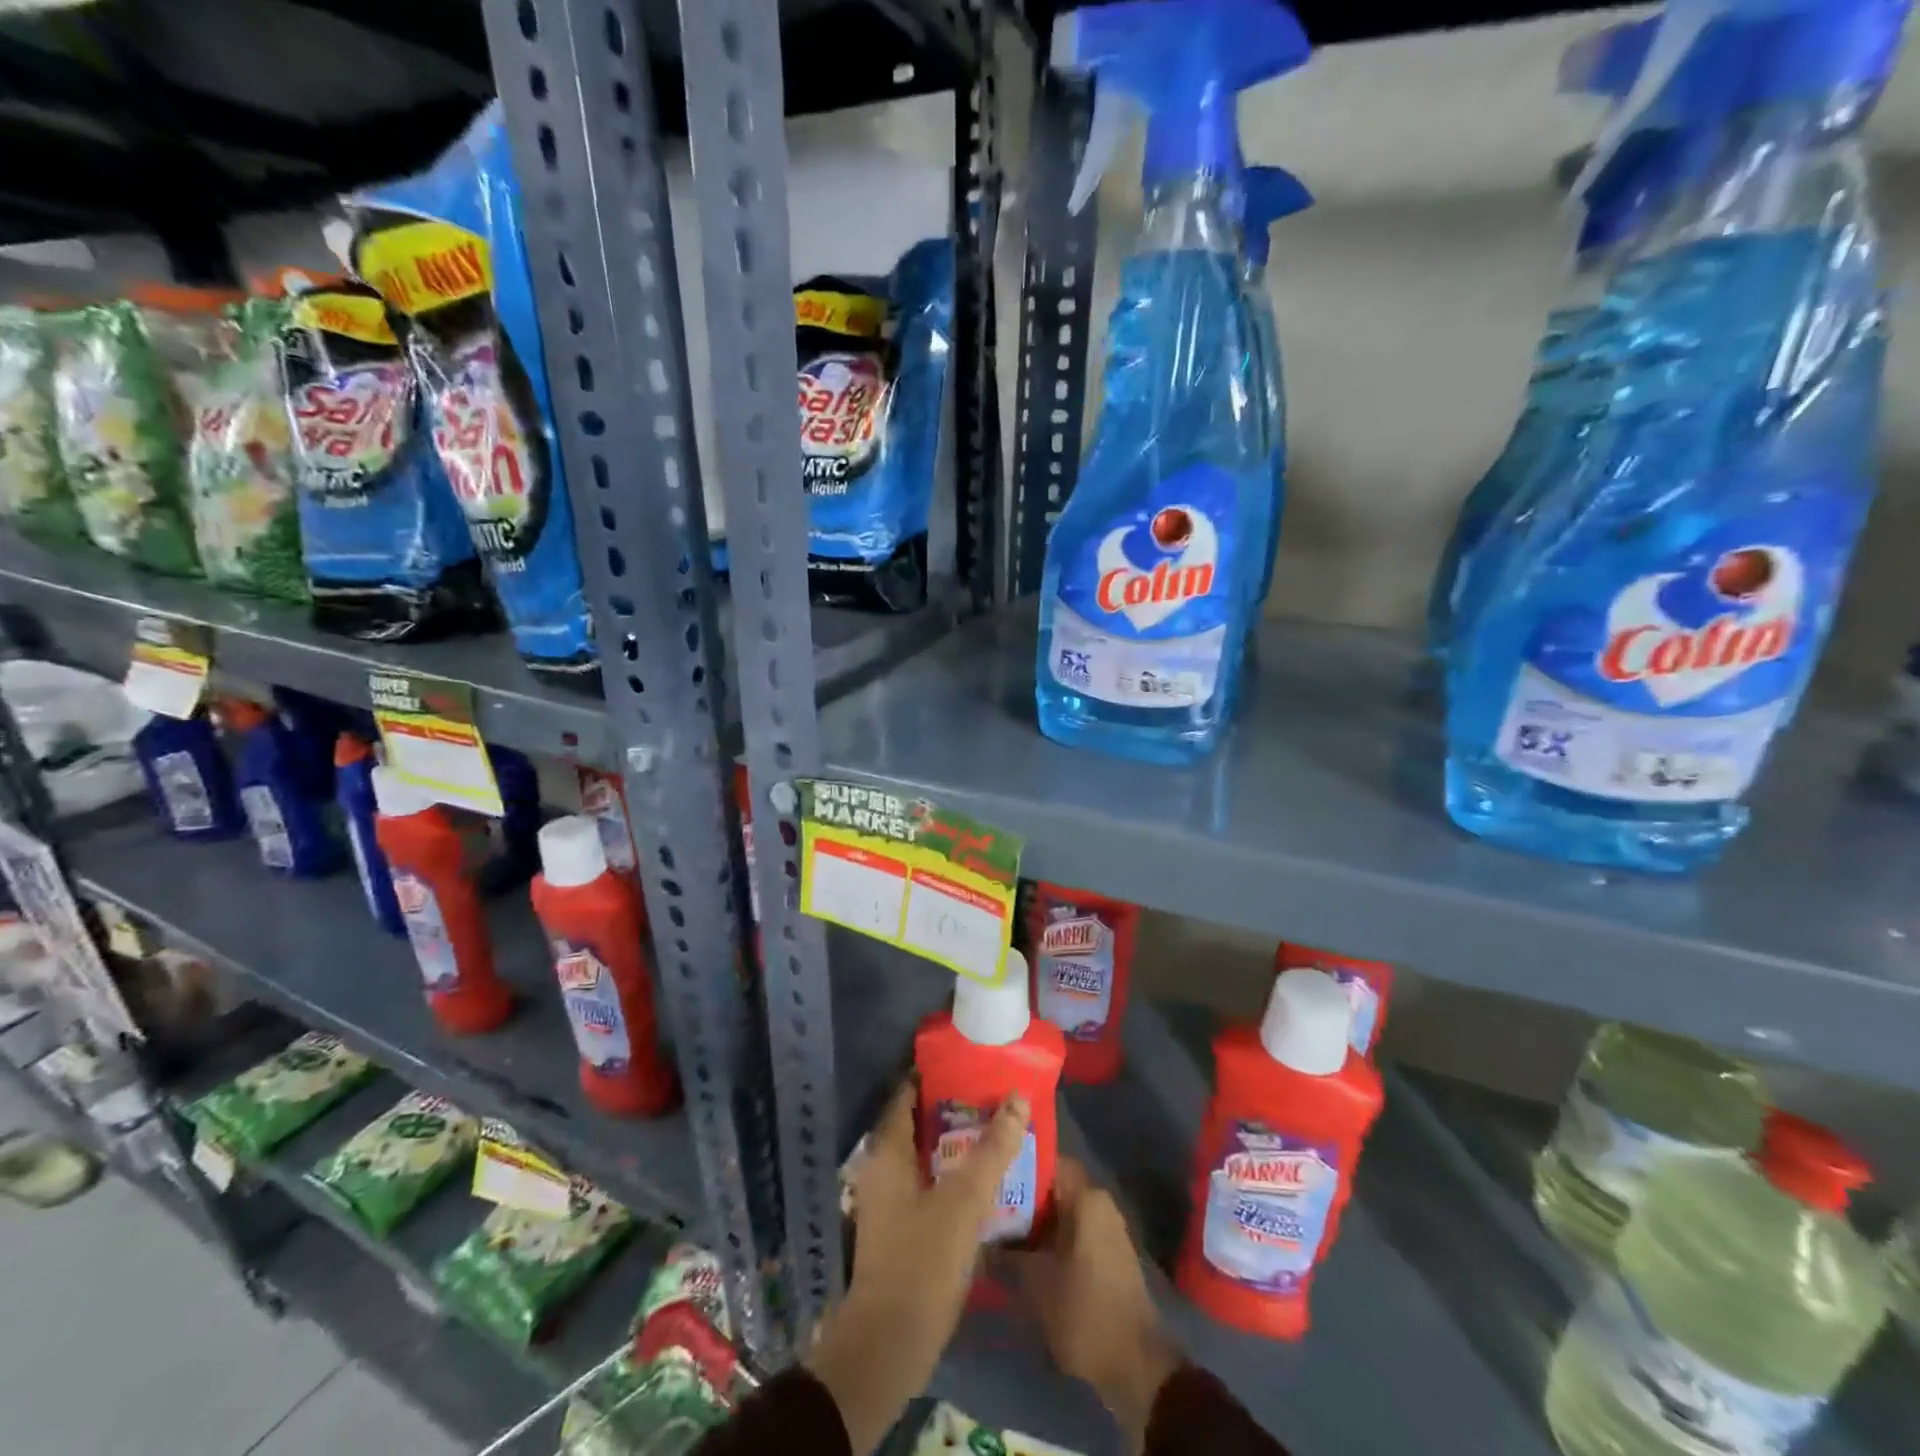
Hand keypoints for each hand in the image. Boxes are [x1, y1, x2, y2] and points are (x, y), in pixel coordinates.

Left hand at [806, 1082, 1030, 1455]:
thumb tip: (1018, 1097)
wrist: (889, 1345)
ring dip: (956, 1144)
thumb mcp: (965, 1200)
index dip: (934, 1073)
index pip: (907, 1093)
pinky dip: (952, 1174)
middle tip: (992, 1095)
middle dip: (953, 1107)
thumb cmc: (923, 1260)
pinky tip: (983, 1181)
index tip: (968, 1062)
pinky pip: (928, 1184)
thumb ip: (993, 1149)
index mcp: (887, 1151)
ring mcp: (888, 1201)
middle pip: (918, 1122)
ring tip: (995, 1131)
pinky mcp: (899, 1229)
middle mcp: (882, 1168)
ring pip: (925, 1156)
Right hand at [1012, 1158, 1179, 1444]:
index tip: (988, 1172)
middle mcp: (1099, 1202)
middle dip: (1020, 1195)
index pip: (1047, 1161)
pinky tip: (1022, 1252)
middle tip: (985, 1204)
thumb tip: (980, 1233)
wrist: (1134, 1365)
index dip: (1016, 1164)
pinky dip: (1048, 1236)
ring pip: (1060, 1210)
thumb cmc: (1084, 1312)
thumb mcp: (1035, 1282)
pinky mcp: (1106, 1252)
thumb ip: (1007, 1251)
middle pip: (1052, 1186)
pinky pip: (1071, 1229)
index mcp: (1086, 1198)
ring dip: (1033, 1219)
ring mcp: (1105, 1227)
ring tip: (997, 1228)